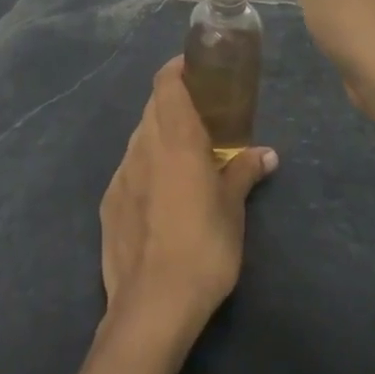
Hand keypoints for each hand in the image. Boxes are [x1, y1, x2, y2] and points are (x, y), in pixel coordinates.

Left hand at [99, 58, 276, 336]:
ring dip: (161, 135)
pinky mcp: (109, 202)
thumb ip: (245, 172)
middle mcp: (142, 147)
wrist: (152, 304)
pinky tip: (163, 193)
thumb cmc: (204, 247)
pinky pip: (130, 169)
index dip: (179, 68)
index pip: (166, 83)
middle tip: (204, 115)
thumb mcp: (233, 208)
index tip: (199, 69)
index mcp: (175, 139)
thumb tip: (266, 154)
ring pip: (140, 137)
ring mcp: (121, 174)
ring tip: (186, 155)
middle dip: (175, 102)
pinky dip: (147, 166)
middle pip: (153, 107)